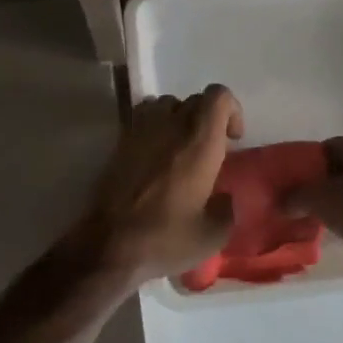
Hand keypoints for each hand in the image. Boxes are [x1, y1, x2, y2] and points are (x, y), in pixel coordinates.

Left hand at [72, 85, 243, 282]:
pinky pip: (143, 117)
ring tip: (180, 148)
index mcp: (199, 143)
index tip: (232, 140)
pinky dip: (155, 126)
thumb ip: (226, 209)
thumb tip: (223, 198)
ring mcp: (141, 131)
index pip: (219, 96)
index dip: (231, 111)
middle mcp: (171, 126)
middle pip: (194, 99)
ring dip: (179, 118)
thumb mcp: (212, 235)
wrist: (110, 246)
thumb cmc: (166, 239)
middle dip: (207, 119)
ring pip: (166, 103)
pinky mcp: (120, 142)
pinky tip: (155, 155)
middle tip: (209, 151)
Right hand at [285, 134, 342, 273]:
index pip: (327, 147)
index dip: (304, 166)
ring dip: (335, 200)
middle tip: (299, 203)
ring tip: (315, 217)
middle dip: (318, 185)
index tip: (290, 186)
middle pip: (340, 167)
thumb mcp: (322, 200)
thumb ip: (296, 196)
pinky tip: (338, 226)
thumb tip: (281, 202)